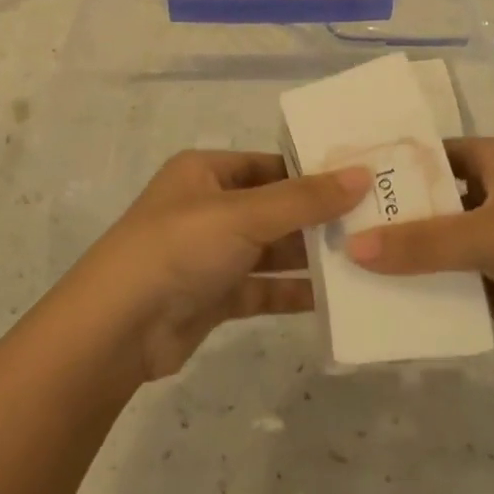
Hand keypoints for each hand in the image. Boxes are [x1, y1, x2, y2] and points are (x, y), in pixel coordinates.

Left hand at [64, 151, 368, 381]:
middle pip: (275, 208)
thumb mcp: (242, 214)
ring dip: (311, 257)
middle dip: (319, 218)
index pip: (271, 164)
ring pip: (272, 251)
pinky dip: (294, 292)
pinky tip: (336, 298)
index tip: (364, 180)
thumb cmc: (178, 249)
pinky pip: (264, 289)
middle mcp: (209, 208)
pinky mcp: (215, 296)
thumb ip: (304, 199)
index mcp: (205, 173)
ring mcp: (211, 255)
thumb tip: (362, 174)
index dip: (313, 172)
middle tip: (376, 223)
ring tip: (366, 260)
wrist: (116, 329)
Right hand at [343, 137, 493, 357]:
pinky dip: (454, 298)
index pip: (426, 156)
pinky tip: (417, 316)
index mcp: (492, 160)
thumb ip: (420, 245)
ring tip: (369, 284)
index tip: (342, 194)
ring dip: (423, 267)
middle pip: (436, 205)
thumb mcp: (487, 236)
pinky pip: (478, 283)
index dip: (387, 172)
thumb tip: (352, 248)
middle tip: (345, 245)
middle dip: (398, 226)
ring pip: (455, 248)